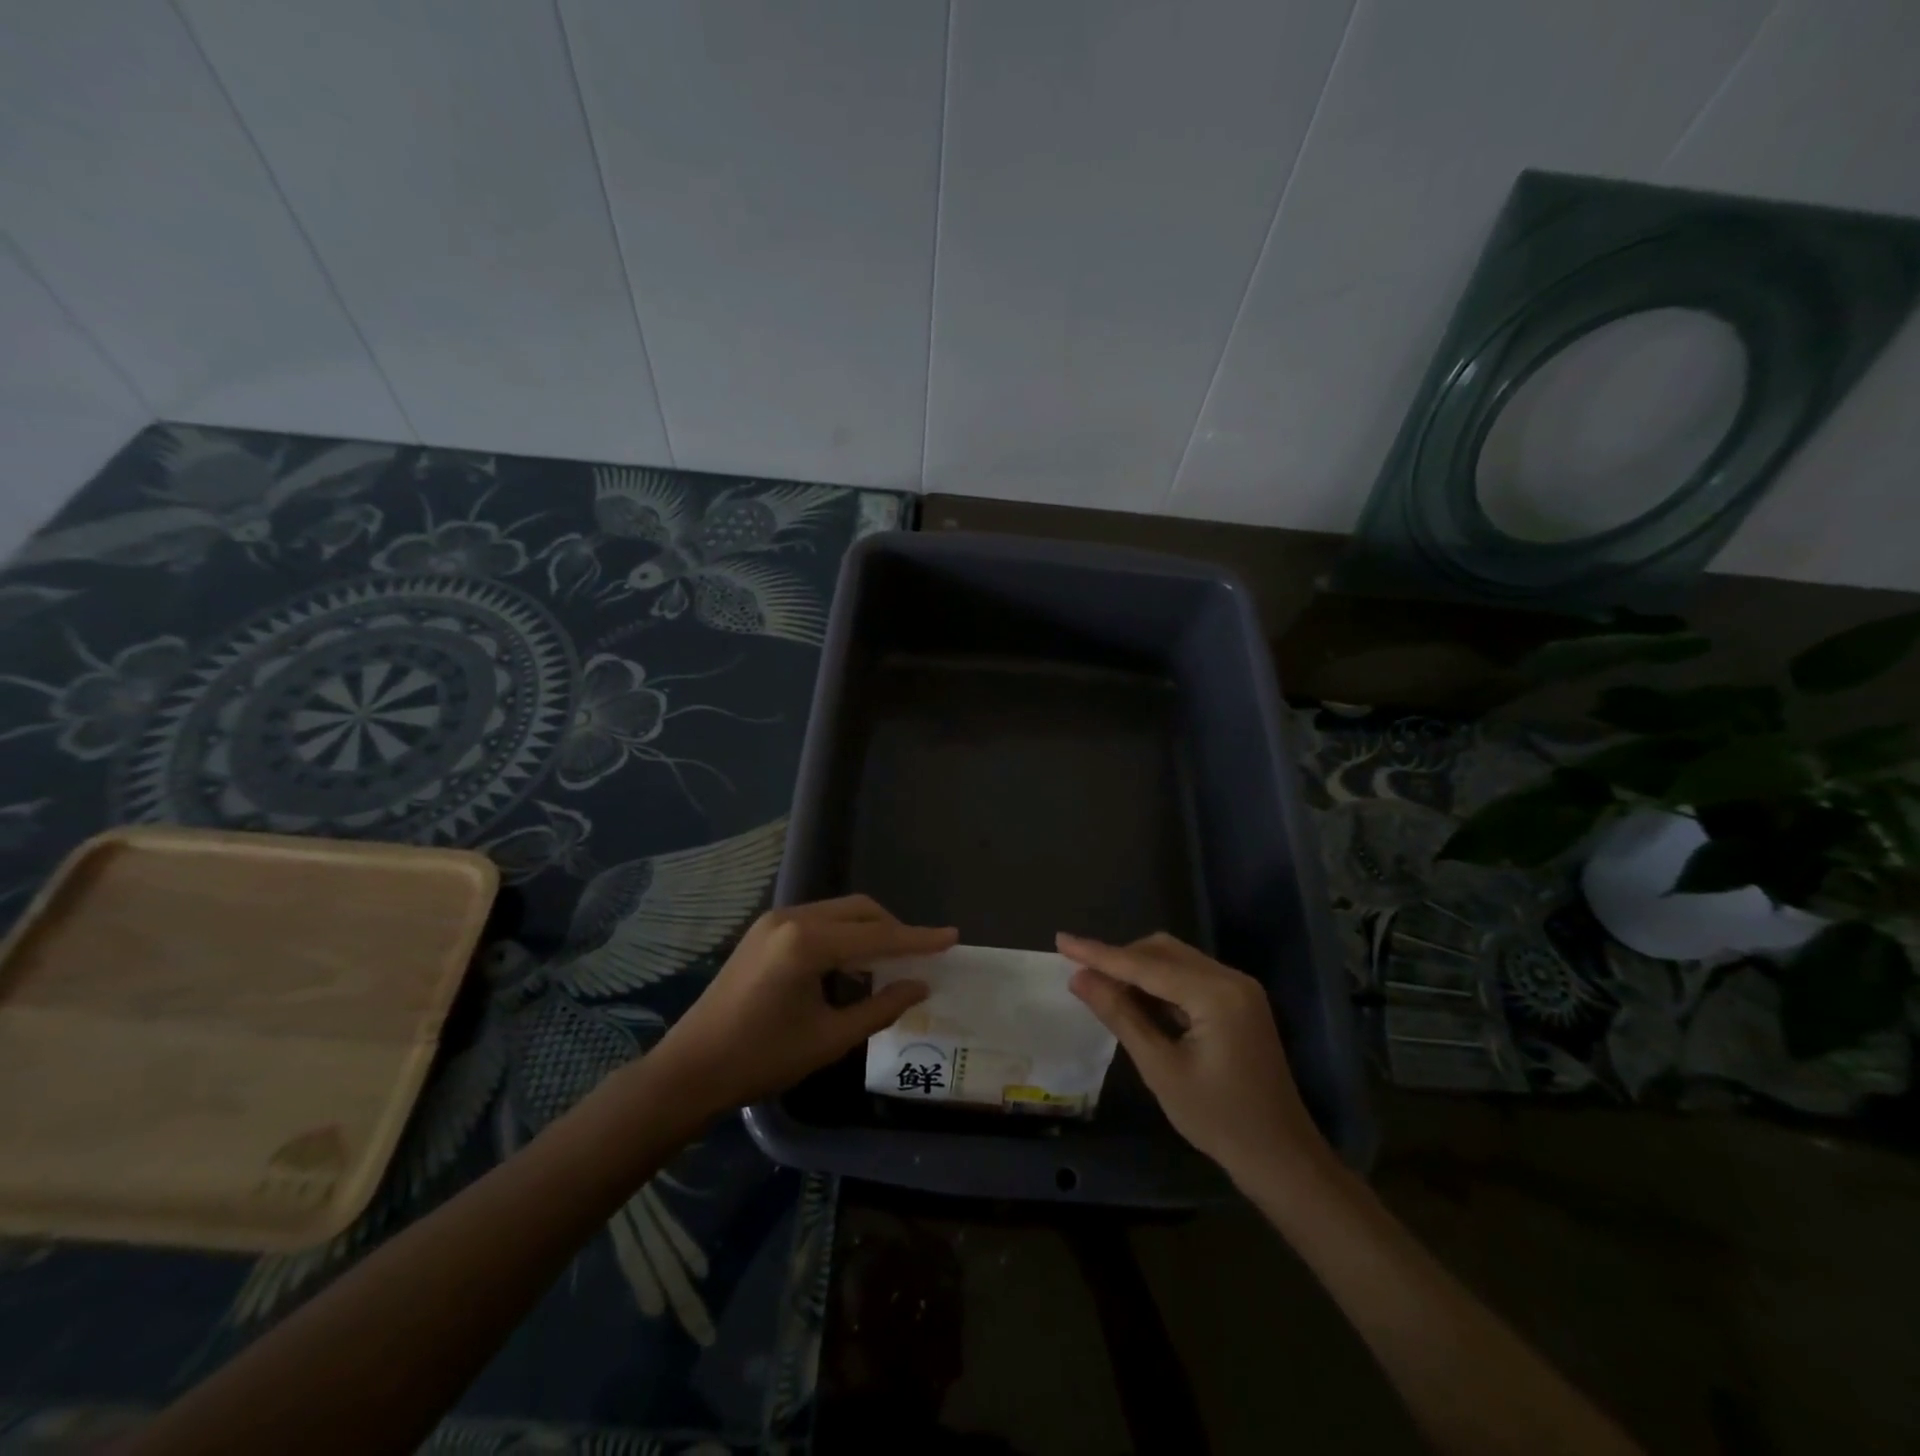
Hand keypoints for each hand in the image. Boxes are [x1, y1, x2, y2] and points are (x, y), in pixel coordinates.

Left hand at [653, 896, 957, 1116]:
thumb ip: (880, 1008)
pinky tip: (850, 967)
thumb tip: (920, 986)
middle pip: (859, 910)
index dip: (918, 940)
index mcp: (807, 943)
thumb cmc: (761, 1059)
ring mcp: (774, 921)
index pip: (877, 936)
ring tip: (889, 965)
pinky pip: (818, 921)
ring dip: (868, 932)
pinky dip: (843, 936)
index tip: (952, 937)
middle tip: (919, 957)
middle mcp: (791, 918)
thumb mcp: (829, 1039)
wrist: (690, 1069)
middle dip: (893, 930)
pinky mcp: (764, 931)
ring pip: (839, 912)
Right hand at [1058, 932, 1326, 1180]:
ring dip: (1137, 969)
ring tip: (1100, 986)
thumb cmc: (1219, 1120)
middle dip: (1119, 959)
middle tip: (1080, 973)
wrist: (1282, 1159)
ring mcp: (1238, 989)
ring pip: (1174, 960)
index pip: (1145, 964)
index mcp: (1216, 993)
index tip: (1061, 941)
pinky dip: (1158, 983)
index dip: (1099, 953)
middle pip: (1162, 951)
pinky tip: (1135, 1000)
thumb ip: (1120, 1015)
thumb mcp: (1161, 1069)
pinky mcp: (1238, 1002)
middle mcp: (1230, 979)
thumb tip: (1079, 977)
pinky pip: (1188, 977)